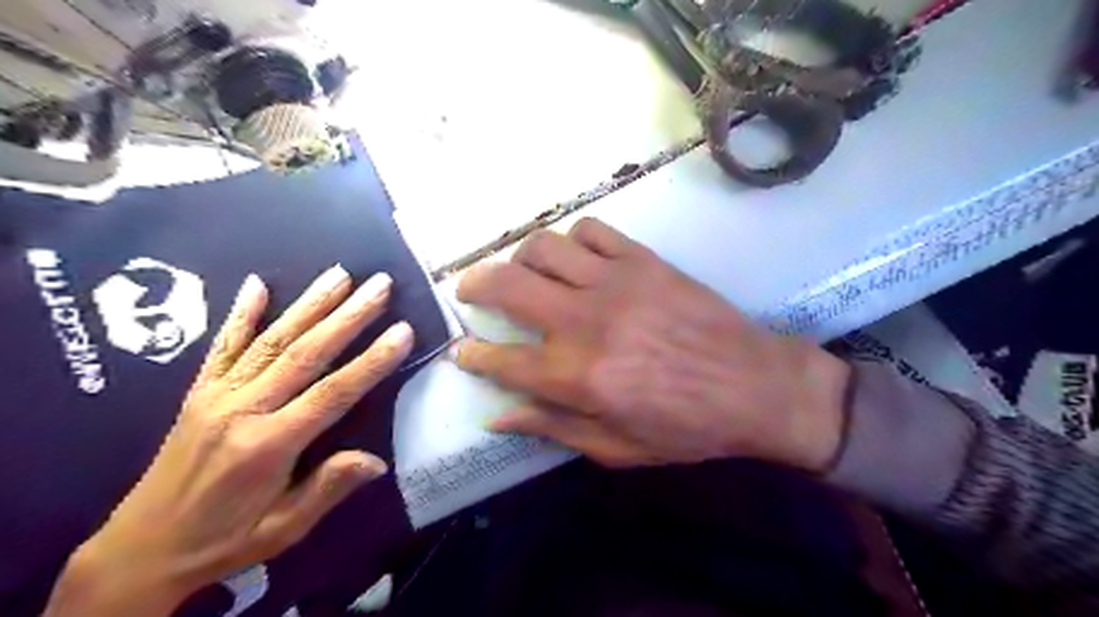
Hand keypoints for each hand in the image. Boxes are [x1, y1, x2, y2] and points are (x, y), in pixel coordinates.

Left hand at [45, 268, 416, 616]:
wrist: (139, 550)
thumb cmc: (224, 539)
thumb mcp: (283, 529)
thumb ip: (328, 489)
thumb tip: (376, 460)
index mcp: (268, 446)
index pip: (333, 394)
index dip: (371, 361)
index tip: (402, 331)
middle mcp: (242, 410)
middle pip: (306, 353)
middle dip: (349, 316)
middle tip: (380, 285)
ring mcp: (217, 395)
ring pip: (272, 340)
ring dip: (310, 304)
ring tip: (341, 274)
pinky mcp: (198, 392)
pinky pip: (222, 346)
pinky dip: (240, 313)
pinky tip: (257, 284)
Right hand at [456, 219, 847, 470]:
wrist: (757, 386)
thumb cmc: (687, 427)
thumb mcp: (617, 447)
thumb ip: (553, 428)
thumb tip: (499, 417)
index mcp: (577, 376)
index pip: (502, 359)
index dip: (473, 354)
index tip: (462, 350)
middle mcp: (585, 322)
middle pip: (507, 285)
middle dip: (475, 284)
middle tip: (470, 290)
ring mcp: (615, 282)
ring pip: (543, 246)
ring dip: (522, 258)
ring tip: (526, 273)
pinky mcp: (643, 260)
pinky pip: (592, 231)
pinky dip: (573, 240)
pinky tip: (577, 259)